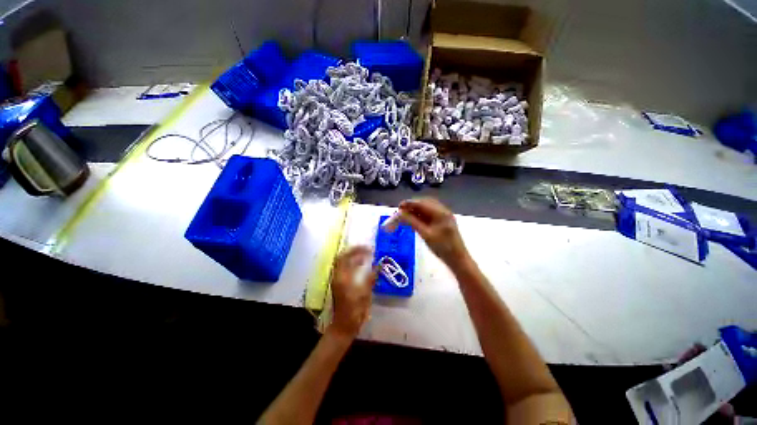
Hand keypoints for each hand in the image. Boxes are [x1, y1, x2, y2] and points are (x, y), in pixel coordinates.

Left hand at [329, 246, 376, 339]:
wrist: (344, 326)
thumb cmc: (355, 311)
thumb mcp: (365, 294)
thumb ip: (371, 278)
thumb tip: (379, 265)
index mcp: (342, 278)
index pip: (346, 257)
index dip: (357, 250)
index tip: (369, 249)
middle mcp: (337, 276)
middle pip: (342, 257)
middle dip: (354, 251)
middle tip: (367, 250)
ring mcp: (337, 280)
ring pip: (343, 263)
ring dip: (354, 257)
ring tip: (366, 256)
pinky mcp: (340, 284)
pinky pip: (345, 269)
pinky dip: (353, 264)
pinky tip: (362, 266)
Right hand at [398, 198, 469, 269]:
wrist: (458, 259)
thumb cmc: (442, 248)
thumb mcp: (425, 234)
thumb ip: (412, 222)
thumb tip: (400, 213)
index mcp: (440, 213)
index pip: (422, 203)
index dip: (409, 204)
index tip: (399, 206)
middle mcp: (443, 211)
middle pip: (425, 203)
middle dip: (412, 206)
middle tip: (401, 211)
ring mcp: (445, 216)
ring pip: (428, 208)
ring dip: (417, 210)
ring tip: (406, 215)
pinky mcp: (444, 221)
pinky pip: (431, 213)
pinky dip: (422, 215)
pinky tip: (415, 219)